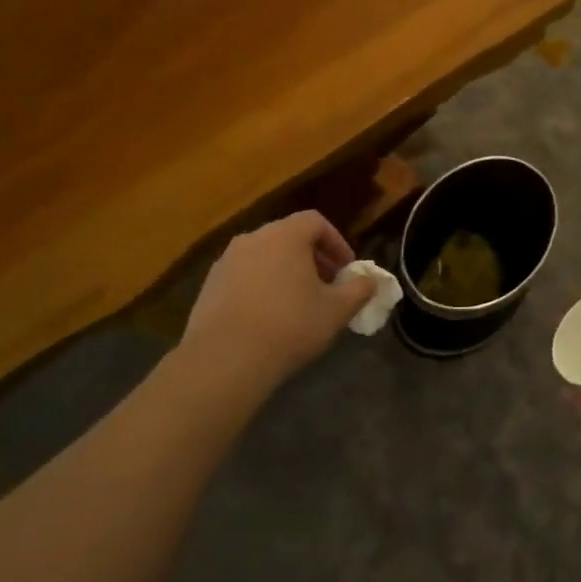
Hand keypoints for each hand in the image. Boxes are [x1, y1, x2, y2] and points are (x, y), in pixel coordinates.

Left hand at [181, 211, 375, 391]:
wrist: (225, 359)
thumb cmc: (290, 326)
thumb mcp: (336, 311)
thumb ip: (359, 290)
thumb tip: (371, 280)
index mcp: (285, 235)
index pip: (315, 222)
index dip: (336, 242)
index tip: (347, 269)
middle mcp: (253, 238)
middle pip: (288, 237)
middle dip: (312, 258)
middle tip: (327, 286)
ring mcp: (226, 261)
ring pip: (264, 256)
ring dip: (285, 272)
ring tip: (298, 303)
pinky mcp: (209, 286)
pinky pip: (243, 276)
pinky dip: (261, 286)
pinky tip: (268, 318)